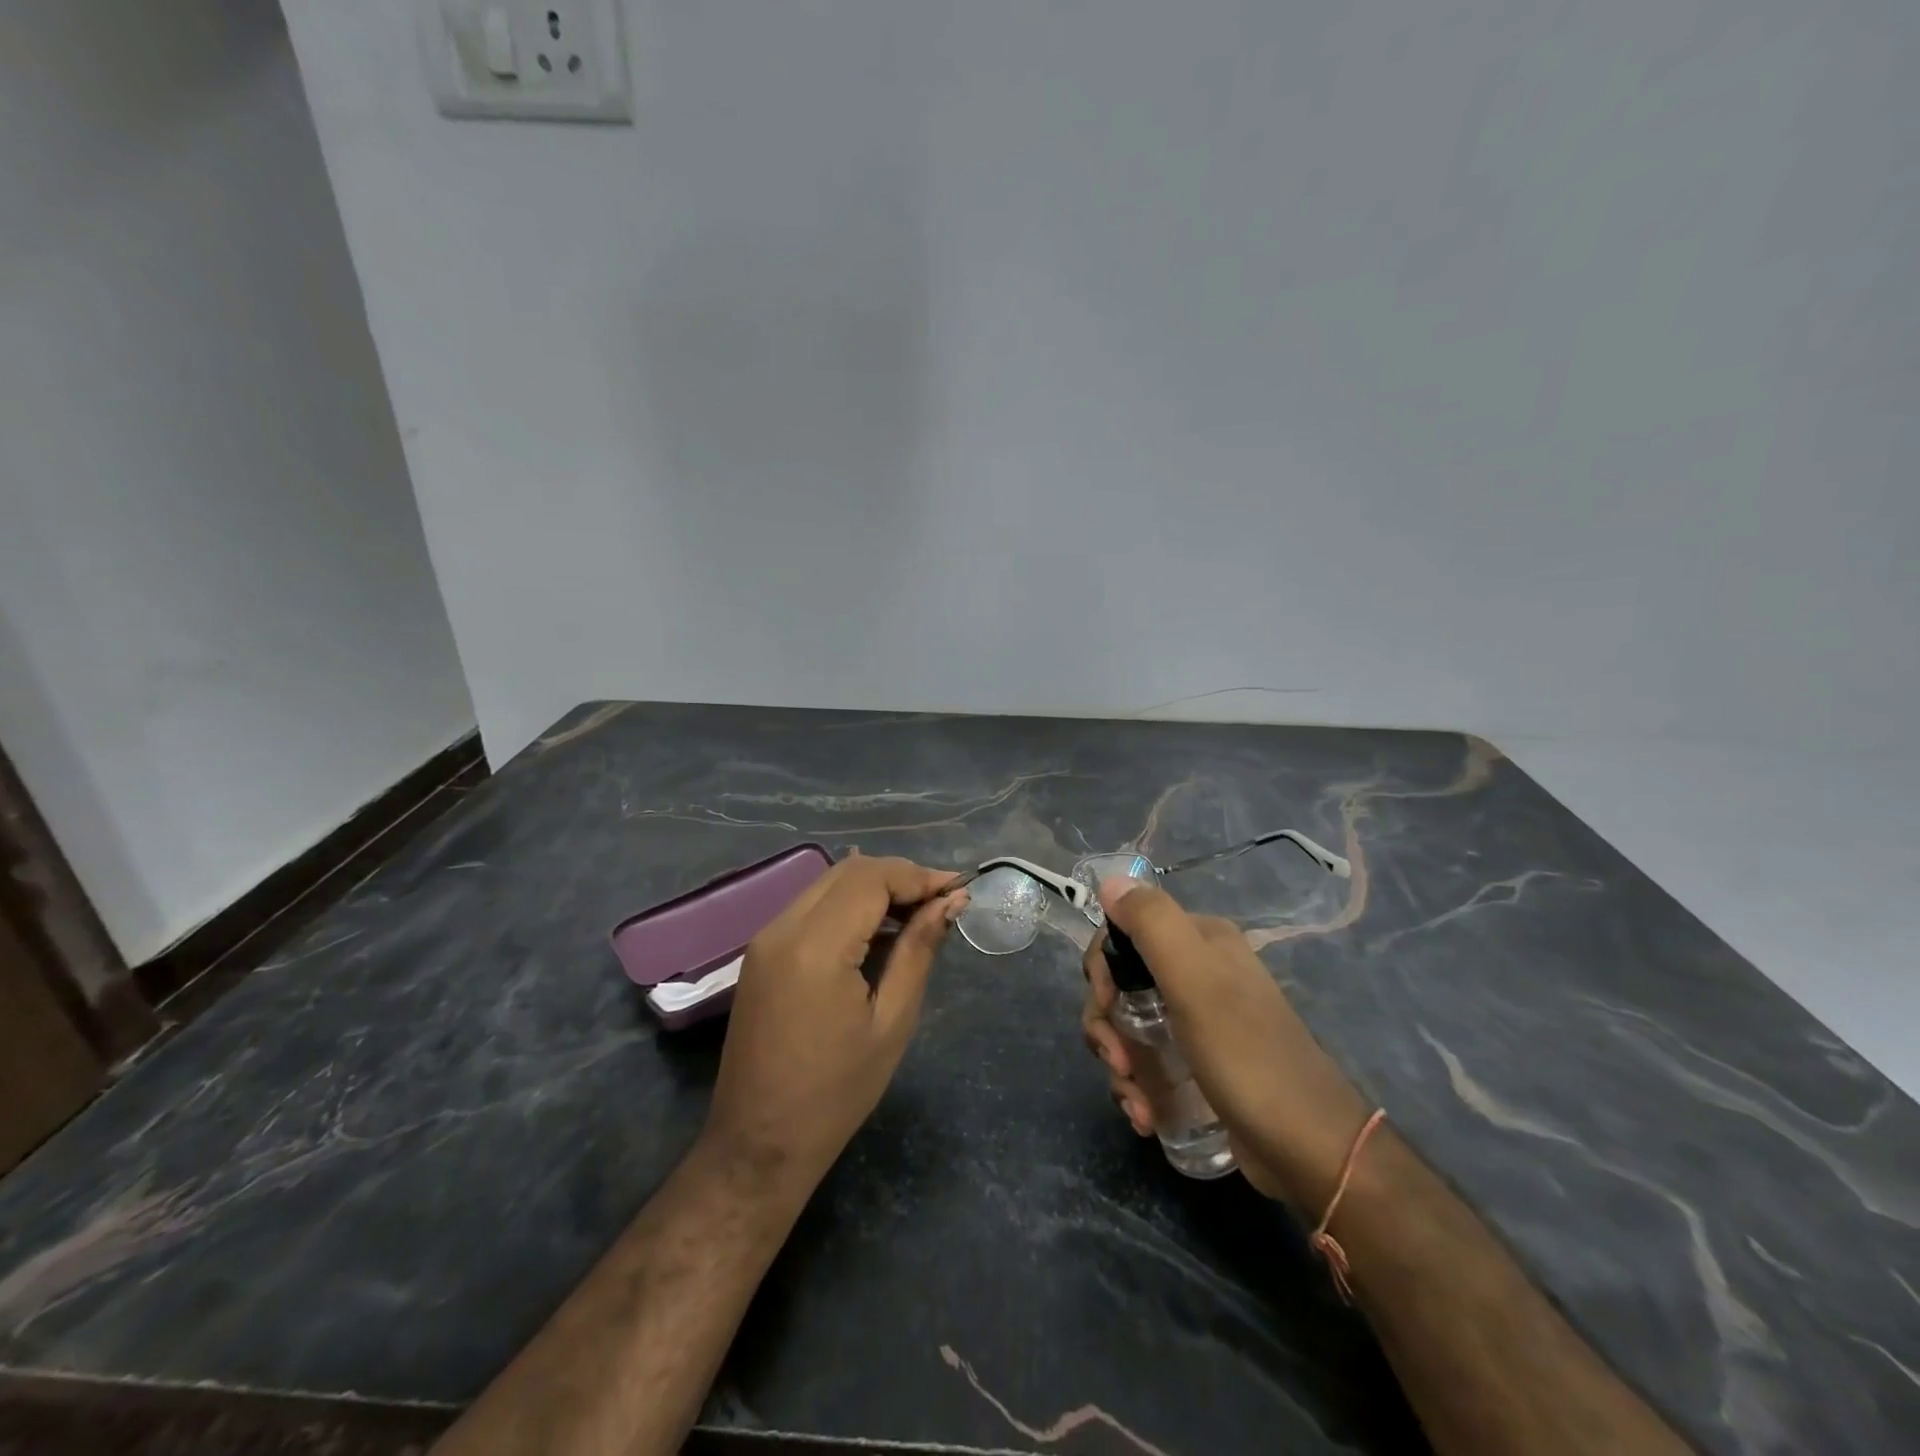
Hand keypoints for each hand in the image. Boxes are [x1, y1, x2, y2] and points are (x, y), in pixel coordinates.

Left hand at [702, 854, 964, 1197]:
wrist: (758, 1144)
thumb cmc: (835, 1093)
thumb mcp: (892, 1021)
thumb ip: (919, 950)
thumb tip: (950, 901)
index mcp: (815, 947)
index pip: (871, 878)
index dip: (918, 876)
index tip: (957, 891)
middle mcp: (782, 928)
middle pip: (849, 871)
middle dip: (899, 876)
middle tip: (941, 902)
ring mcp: (766, 938)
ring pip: (829, 883)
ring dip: (875, 888)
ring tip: (918, 915)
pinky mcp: (761, 952)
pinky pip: (811, 907)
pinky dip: (849, 906)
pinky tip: (878, 932)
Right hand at [1081, 878, 1370, 1208]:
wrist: (1309, 1148)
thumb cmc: (1248, 1057)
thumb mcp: (1196, 982)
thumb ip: (1153, 924)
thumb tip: (1111, 881)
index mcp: (1200, 940)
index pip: (1124, 932)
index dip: (1102, 969)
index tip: (1107, 1007)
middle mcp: (1198, 971)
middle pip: (1120, 983)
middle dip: (1106, 1024)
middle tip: (1118, 1062)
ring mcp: (1197, 1019)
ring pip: (1128, 1025)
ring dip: (1118, 1062)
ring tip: (1136, 1103)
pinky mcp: (1197, 1062)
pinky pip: (1147, 1059)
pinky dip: (1136, 1086)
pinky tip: (1145, 1115)